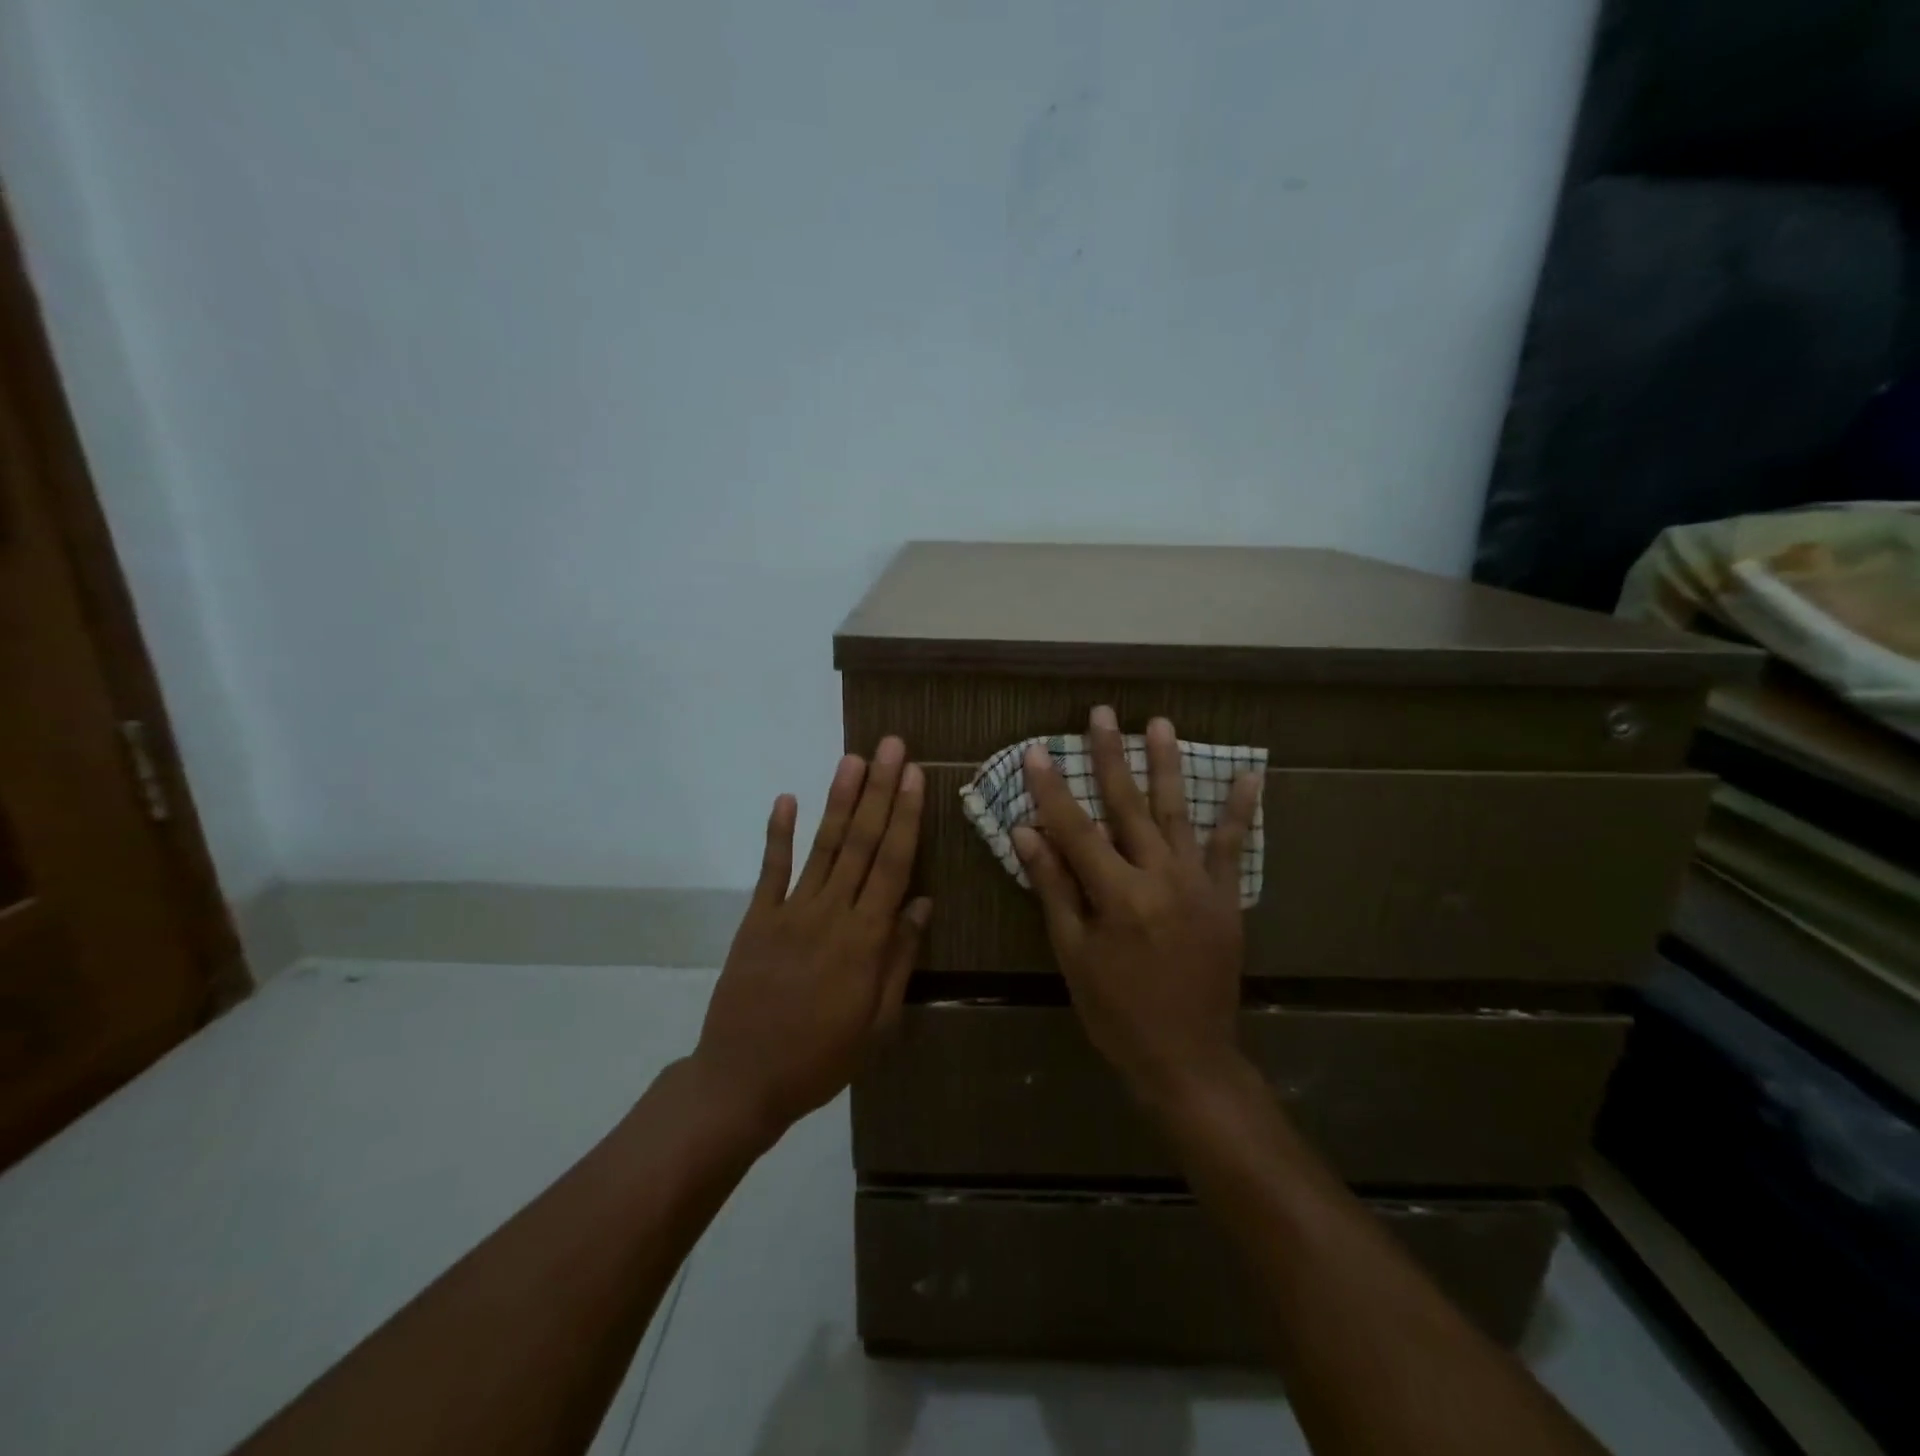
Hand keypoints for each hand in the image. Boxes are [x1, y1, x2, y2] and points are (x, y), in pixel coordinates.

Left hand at [694, 738, 930, 1139]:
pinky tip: (787, 798)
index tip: (915, 776)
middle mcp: (831, 914)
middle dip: (880, 791)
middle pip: (861, 842)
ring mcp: (790, 912)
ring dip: (839, 800)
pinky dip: (778, 833)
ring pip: (822, 846)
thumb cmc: (821, 1058)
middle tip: (892, 746)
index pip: (893, 864)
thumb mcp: (877, 1023)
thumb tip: (922, 903)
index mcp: (865, 940)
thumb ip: (899, 959)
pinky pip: (770, 870)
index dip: (907, 816)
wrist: (742, 1081)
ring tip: (854, 759)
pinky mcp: (757, 919)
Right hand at [1011, 708, 1261, 1107]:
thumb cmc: (1117, 1012)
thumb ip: (1055, 888)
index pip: (1076, 829)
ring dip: (1167, 765)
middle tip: (1100, 714)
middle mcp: (1161, 877)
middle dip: (1110, 757)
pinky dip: (1239, 809)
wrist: (1188, 1058)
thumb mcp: (1074, 954)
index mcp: (1118, 895)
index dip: (1052, 789)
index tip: (1036, 750)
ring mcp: (1199, 884)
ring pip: (1177, 812)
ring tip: (1159, 723)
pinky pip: (1231, 846)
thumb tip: (1026, 832)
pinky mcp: (1225, 896)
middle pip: (1128, 806)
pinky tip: (1248, 774)